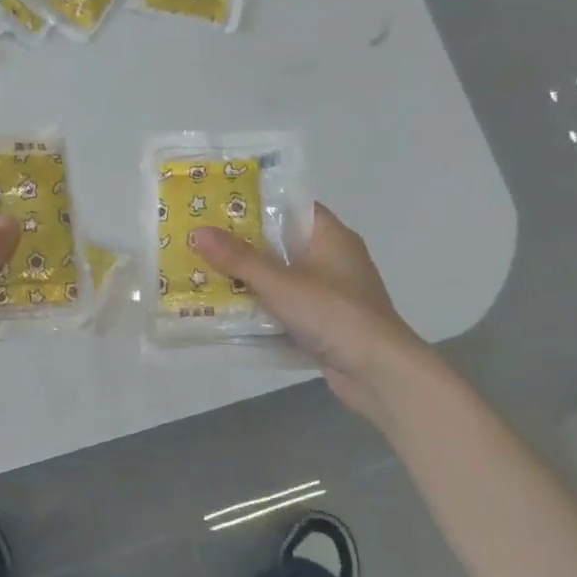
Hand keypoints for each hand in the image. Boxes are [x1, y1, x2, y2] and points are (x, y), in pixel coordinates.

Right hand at [189, 203, 428, 422]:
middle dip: (244, 244)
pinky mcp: (326, 321)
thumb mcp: (280, 283)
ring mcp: (331, 292)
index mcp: (331, 236)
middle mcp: (334, 258)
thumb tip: (198, 232)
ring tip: (206, 273)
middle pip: (282, 242)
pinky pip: (288, 305)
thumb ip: (239, 259)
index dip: (257, 204)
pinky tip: (231, 311)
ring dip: (251, 279)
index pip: (292, 206)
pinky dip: (264, 307)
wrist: (379, 372)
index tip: (219, 206)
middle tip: (202, 240)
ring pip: (283, 276)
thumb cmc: (334, 314)